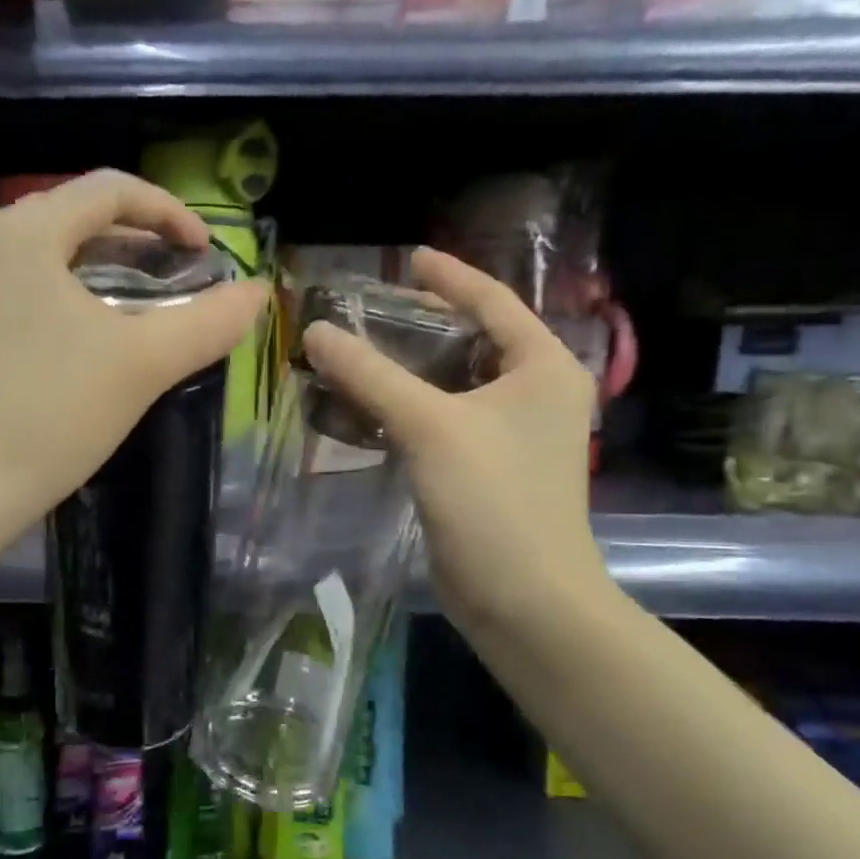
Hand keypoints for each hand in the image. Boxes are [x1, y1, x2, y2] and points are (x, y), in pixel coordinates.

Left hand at [0, 170, 266, 544]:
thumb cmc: (52, 414)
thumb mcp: (143, 363)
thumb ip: (208, 322)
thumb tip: (257, 294)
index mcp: (22, 233)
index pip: (110, 189)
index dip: (170, 212)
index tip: (206, 255)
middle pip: (74, 216)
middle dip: (136, 240)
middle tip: (179, 278)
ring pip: (45, 254)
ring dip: (101, 268)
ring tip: (141, 305)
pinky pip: (19, 287)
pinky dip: (64, 295)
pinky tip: (86, 336)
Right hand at [301, 248, 611, 637]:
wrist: (525, 601)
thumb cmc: (494, 500)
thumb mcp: (430, 426)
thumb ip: (371, 374)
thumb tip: (315, 331)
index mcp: (544, 367)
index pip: (494, 301)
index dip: (449, 276)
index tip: (408, 256)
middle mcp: (537, 393)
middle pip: (474, 340)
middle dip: (423, 322)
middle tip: (369, 308)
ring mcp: (514, 435)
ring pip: (455, 383)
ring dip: (410, 368)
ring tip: (360, 349)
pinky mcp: (489, 469)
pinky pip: (445, 419)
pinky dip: (410, 407)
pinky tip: (370, 404)